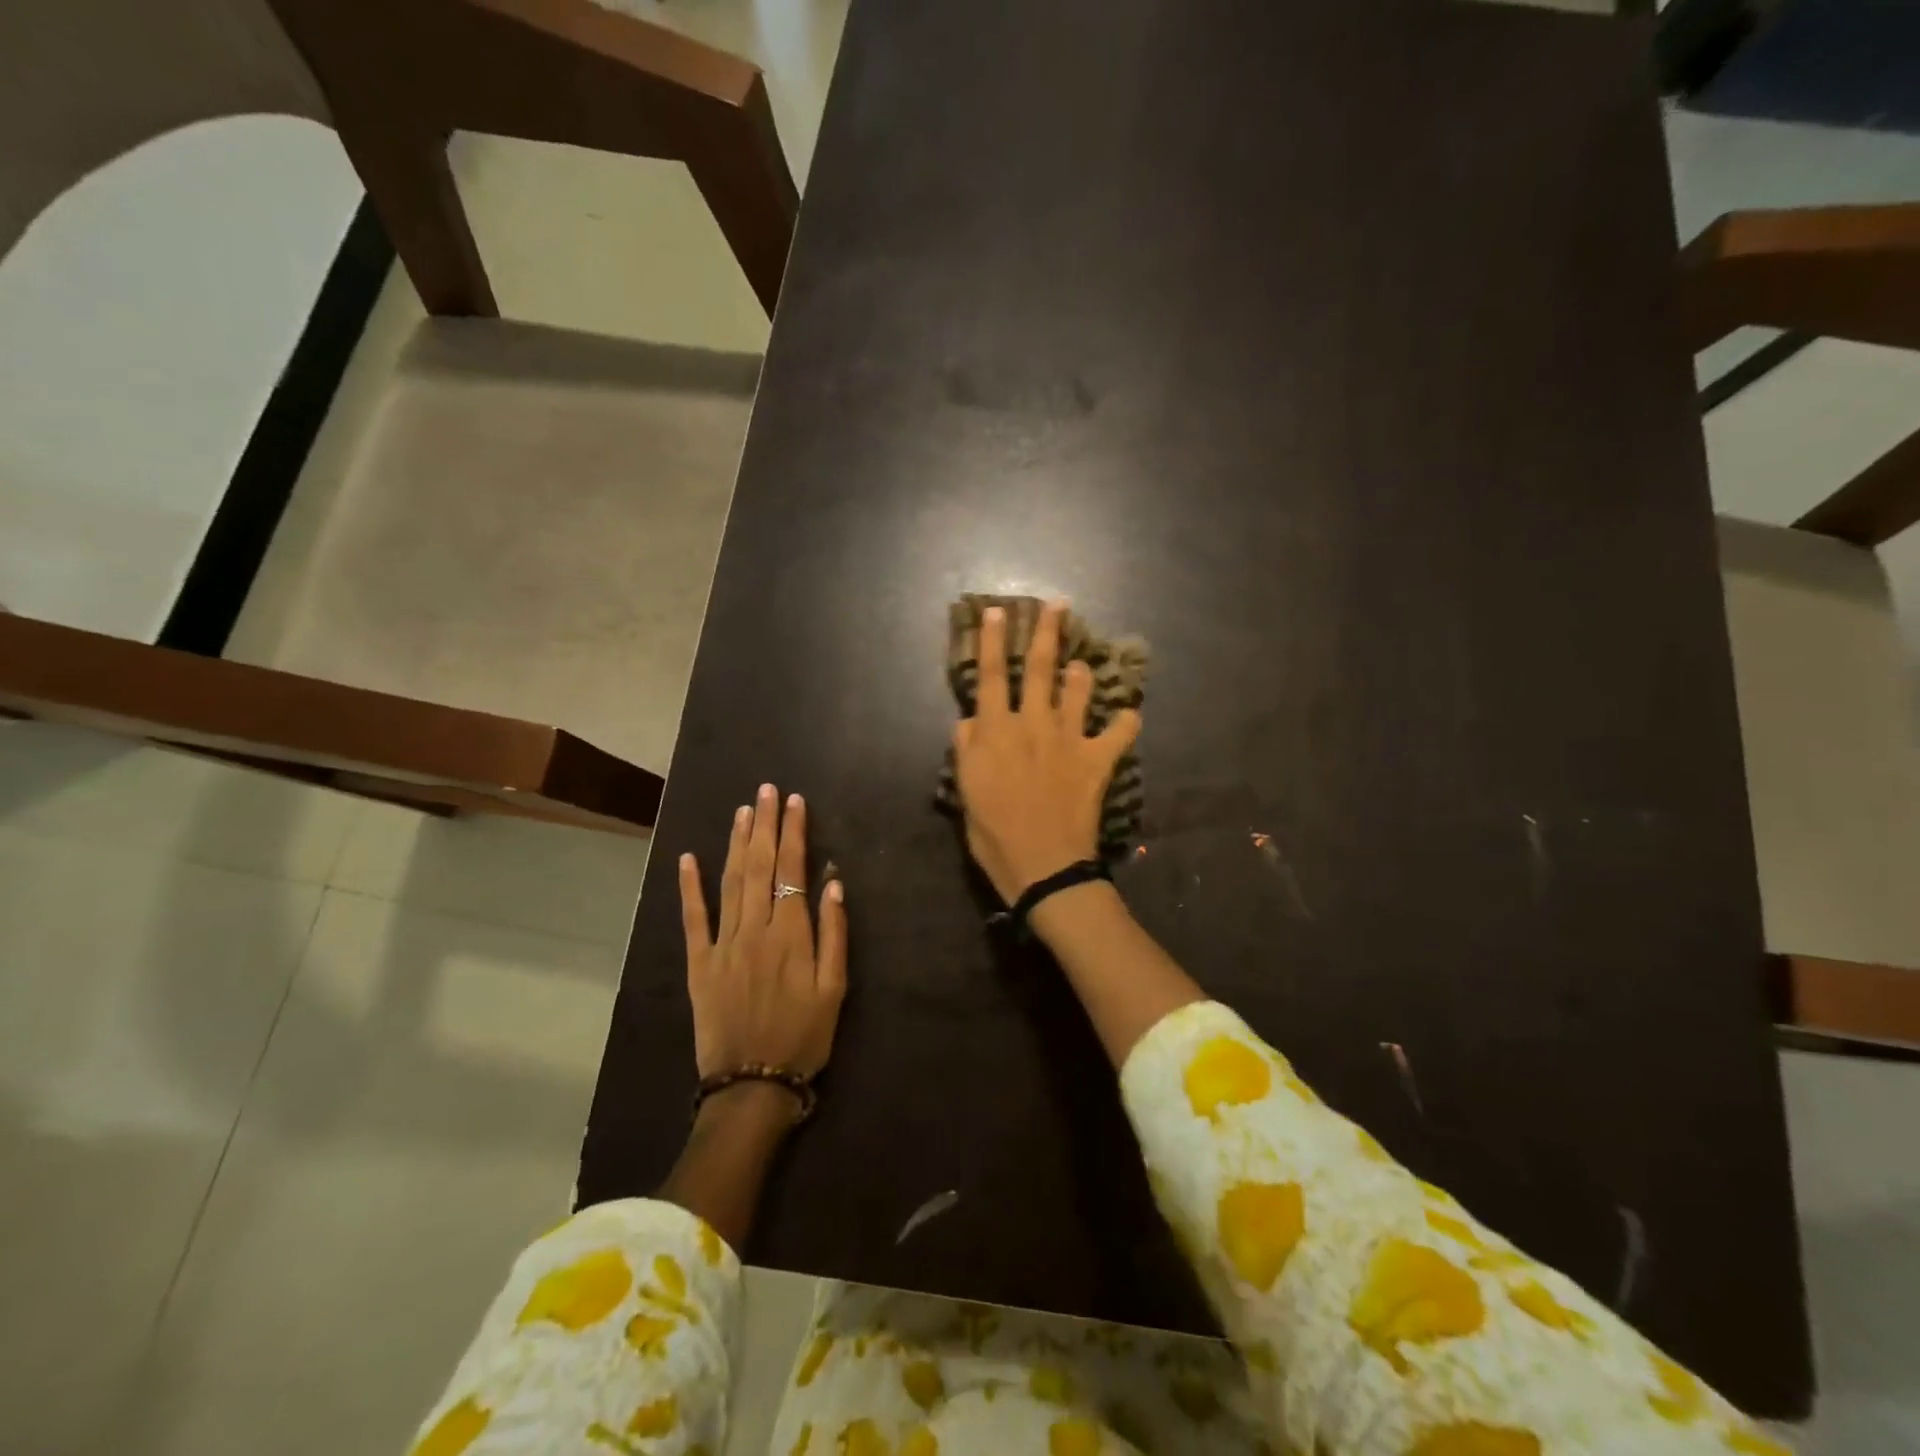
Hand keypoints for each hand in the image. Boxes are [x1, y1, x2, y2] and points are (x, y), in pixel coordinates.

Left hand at [679, 785, 847, 1085]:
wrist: (752, 1085)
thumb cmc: (804, 1037)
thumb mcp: (835, 989)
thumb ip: (834, 933)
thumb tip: (831, 882)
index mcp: (790, 935)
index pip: (791, 870)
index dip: (793, 833)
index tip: (794, 801)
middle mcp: (754, 930)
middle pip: (758, 866)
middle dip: (764, 825)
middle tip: (765, 790)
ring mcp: (723, 945)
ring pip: (729, 882)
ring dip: (736, 843)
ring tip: (743, 811)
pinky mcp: (699, 964)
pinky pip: (693, 919)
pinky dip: (689, 887)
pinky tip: (688, 858)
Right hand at [952, 599, 1140, 902]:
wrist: (1043, 864)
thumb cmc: (994, 833)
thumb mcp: (966, 792)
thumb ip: (966, 750)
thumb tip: (969, 720)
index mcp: (996, 731)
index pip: (990, 676)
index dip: (991, 641)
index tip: (996, 611)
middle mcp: (1033, 724)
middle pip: (1039, 668)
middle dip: (1047, 632)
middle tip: (1058, 604)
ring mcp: (1069, 739)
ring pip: (1079, 690)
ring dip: (1081, 673)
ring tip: (1083, 664)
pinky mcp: (1097, 760)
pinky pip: (1119, 732)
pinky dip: (1125, 722)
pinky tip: (1129, 716)